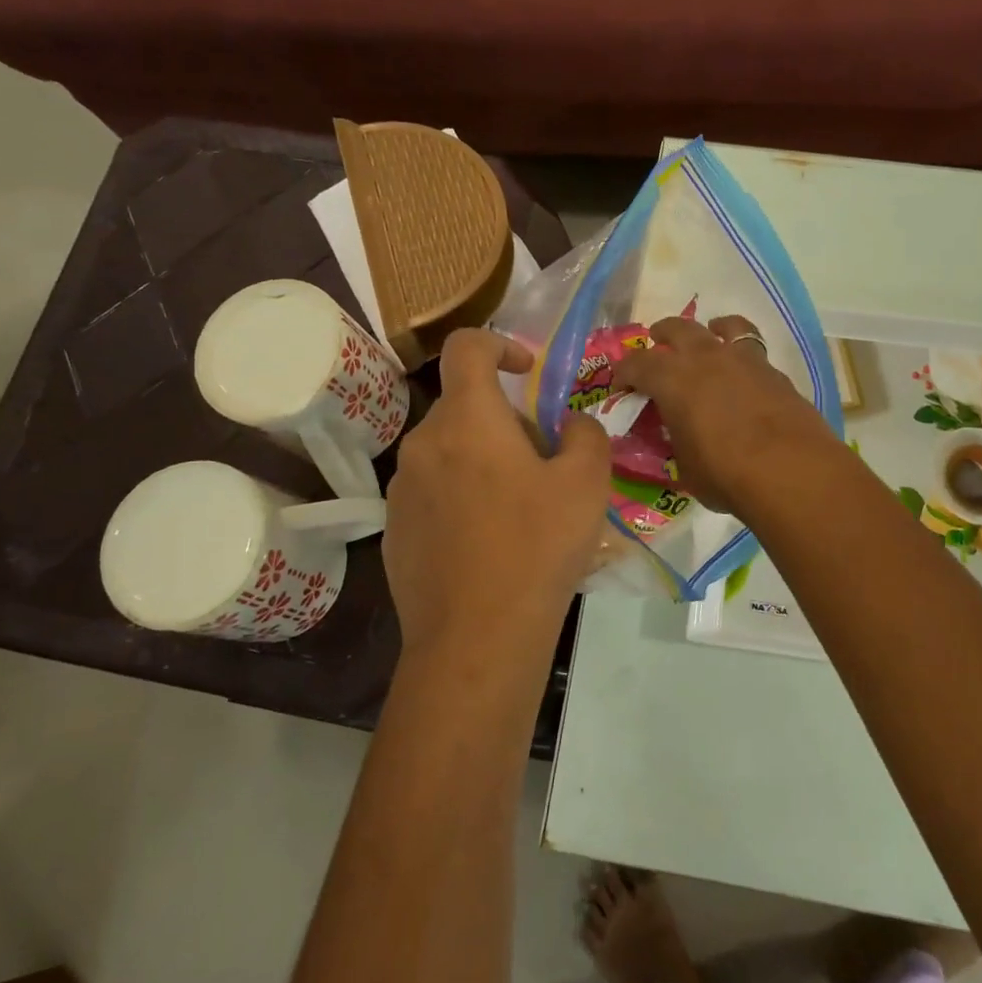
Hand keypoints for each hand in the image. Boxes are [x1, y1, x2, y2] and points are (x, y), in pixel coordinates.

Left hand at [384, 330, 610, 663]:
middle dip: (506, 421)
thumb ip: (586, 434)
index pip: (466, 346)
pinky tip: (489, 544)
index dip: (499, 344)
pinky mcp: (394, 530)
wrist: (476, 638)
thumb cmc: (537, 548)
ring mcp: (402, 489)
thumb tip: (571, 424)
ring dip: (483, 461)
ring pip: (449, 452)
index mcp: (467, 420)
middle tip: (544, 464)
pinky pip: (433, 492)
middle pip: (465, 407)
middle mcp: (423, 444)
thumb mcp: (587, 484)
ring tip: (520, 510)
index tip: (526, 372)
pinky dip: (461, 497)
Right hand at [613, 314, 835, 514]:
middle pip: (679, 329)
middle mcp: (706, 358)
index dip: (625, 372)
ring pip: (725, 326)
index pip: (638, 364)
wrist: (791, 471)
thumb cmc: (725, 473)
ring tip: (710, 335)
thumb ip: (677, 443)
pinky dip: (742, 354)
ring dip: (710, 329)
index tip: (621, 383)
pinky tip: (743, 373)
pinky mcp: (775, 373)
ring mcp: (745, 360)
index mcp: (673, 379)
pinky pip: (753, 350)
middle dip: (663, 333)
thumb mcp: (685, 466)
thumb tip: (678, 437)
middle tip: (657, 342)